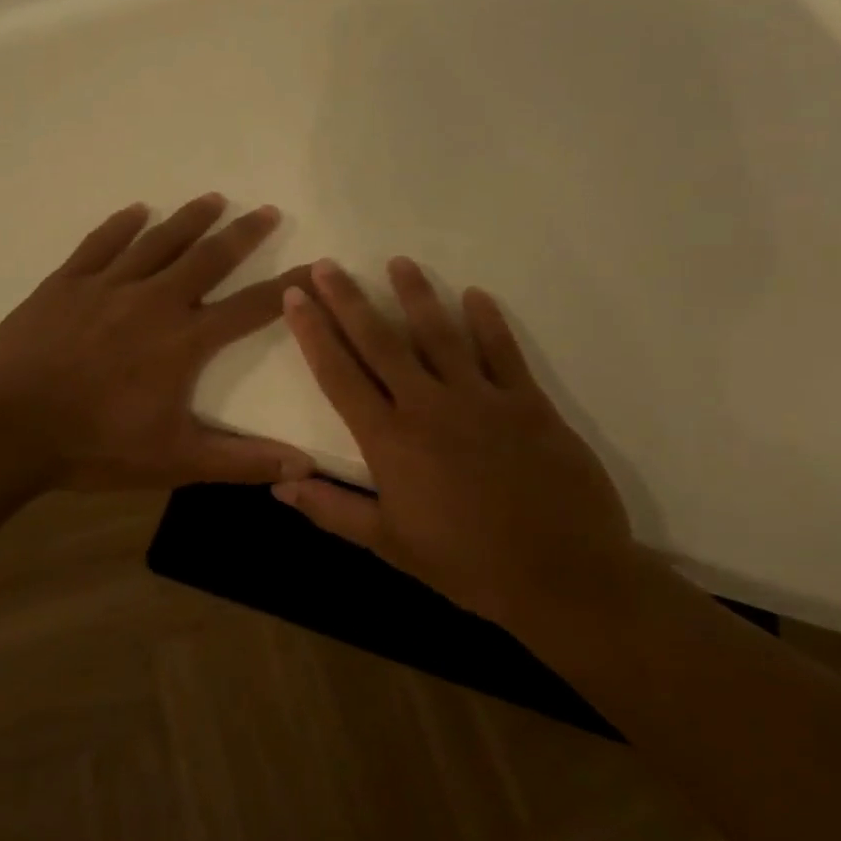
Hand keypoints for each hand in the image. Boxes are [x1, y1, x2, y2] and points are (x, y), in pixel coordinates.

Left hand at [0, 193, 315, 490]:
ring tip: (214, 198)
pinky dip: (121, 225)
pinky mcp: (66, 283)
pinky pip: (100, 244)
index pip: (251, 307)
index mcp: (183, 340)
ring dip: (189, 218)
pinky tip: (136, 211)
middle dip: (242, 234)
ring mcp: (106, 286)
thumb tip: (303, 465)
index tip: (316, 266)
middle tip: (266, 210)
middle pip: (208, 257)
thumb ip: (240, 461)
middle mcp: (153, 300)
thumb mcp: (174, 461)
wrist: (6, 430)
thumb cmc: (95, 446)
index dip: (290, 287)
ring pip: (157, 241)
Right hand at [275, 258, 638, 640]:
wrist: (561, 577)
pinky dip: (487, 320)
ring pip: (440, 333)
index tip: (296, 295)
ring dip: (416, 294)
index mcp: (390, 440)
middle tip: (329, 265)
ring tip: (399, 262)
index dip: (313, 333)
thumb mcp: (389, 546)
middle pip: (380, 341)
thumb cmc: (467, 565)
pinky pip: (503, 350)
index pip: (339, 375)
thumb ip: (332, 511)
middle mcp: (428, 406)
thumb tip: (279, 487)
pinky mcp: (528, 401)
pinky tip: (475, 294)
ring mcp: (481, 398)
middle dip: (349, 300)